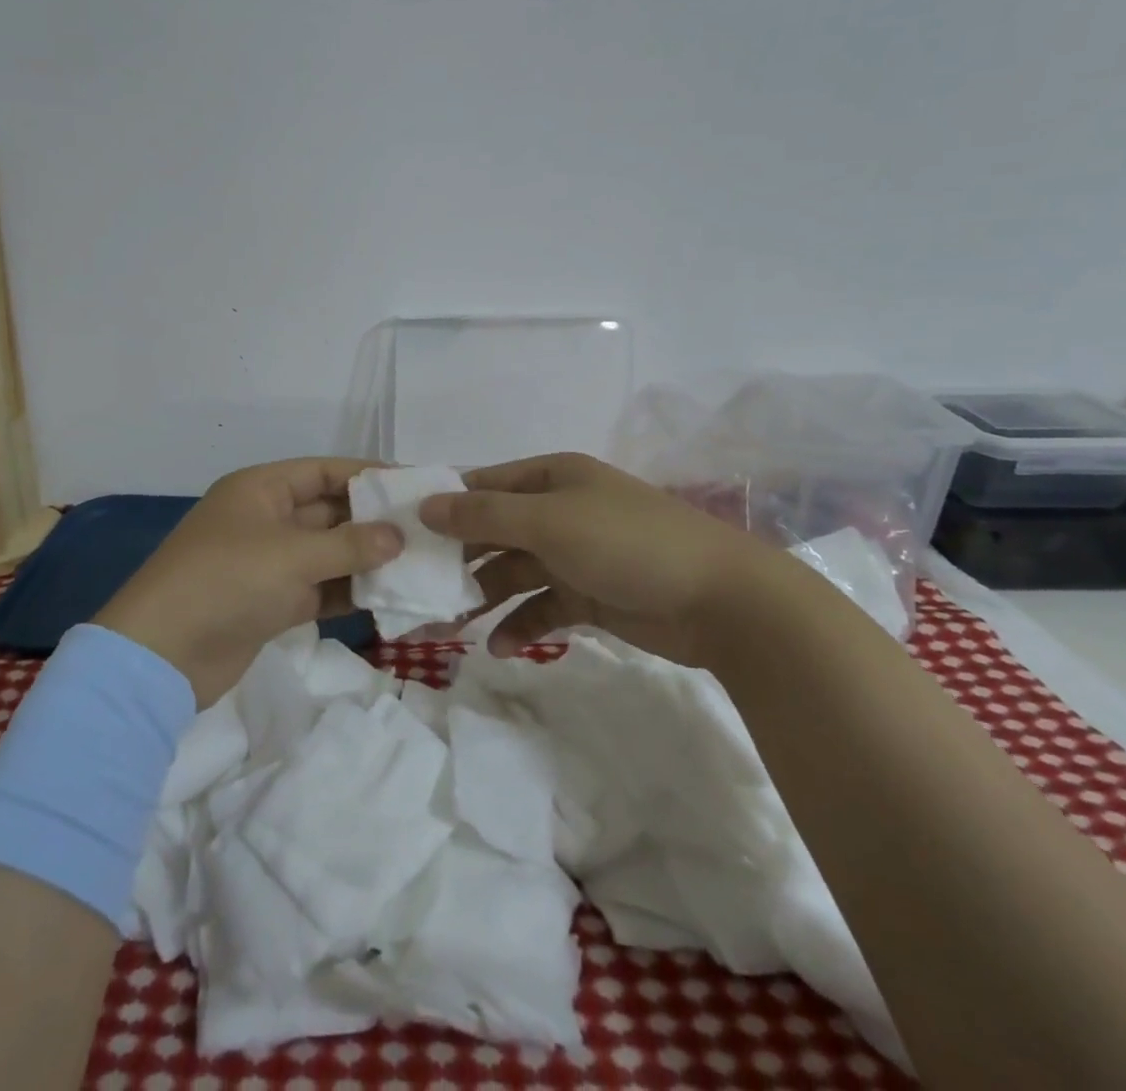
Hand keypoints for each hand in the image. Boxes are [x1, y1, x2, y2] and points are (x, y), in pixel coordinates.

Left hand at [94, 459, 404, 706]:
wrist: (162, 655)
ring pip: (328, 552)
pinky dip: (349, 591)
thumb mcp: (292, 555)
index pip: (324, 471)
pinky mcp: (271, 602)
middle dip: (373, 520)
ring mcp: (268, 562)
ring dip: (366, 559)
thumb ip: (349, 544)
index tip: (413, 485)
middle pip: (329, 511)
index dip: (368, 475)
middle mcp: (266, 519)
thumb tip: (397, 536)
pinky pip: (320, 587)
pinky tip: (388, 597)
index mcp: (261, 489)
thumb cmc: (227, 581)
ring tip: (418, 563)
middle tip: (426, 529)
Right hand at [418, 452, 789, 662]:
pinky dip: (521, 626)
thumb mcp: (550, 522)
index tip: (402, 532)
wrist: (723, 601)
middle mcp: (560, 510)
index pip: (483, 484)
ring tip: (447, 628)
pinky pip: (542, 607)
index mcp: (552, 477)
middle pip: (494, 532)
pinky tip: (499, 647)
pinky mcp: (591, 597)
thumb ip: (485, 515)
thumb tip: (425, 505)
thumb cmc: (628, 544)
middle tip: (417, 590)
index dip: (444, 505)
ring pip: (514, 573)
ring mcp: (576, 555)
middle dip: (458, 560)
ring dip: (484, 598)